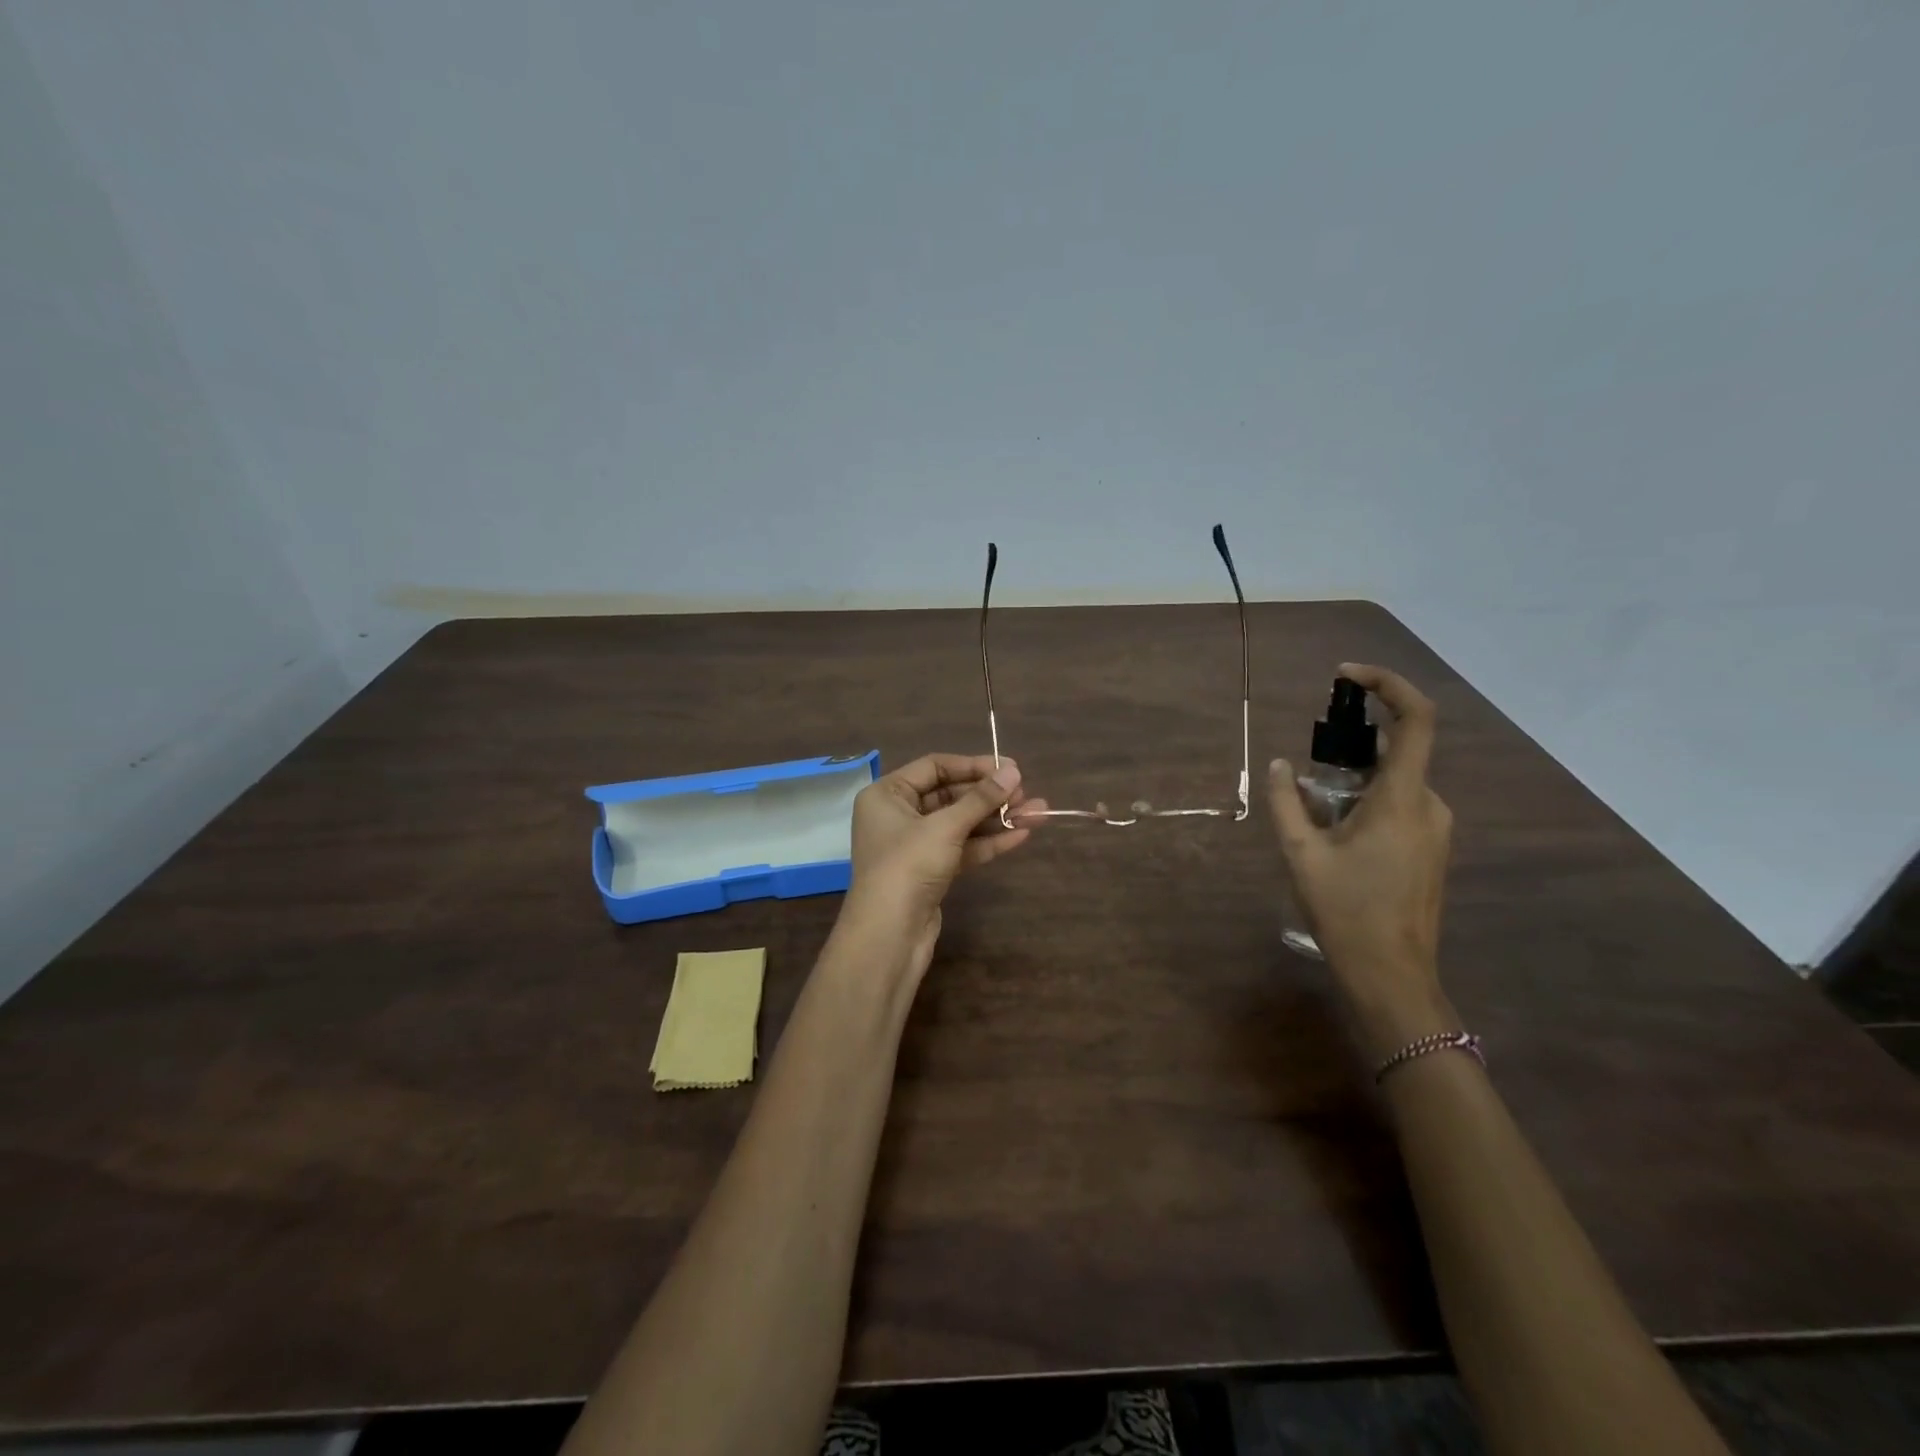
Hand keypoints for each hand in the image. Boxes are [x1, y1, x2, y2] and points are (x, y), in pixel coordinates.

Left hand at [841, 754, 1046, 975]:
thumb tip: (1013, 772)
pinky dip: (989, 842)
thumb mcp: (946, 827)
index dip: (973, 766)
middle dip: (990, 796)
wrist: (890, 935)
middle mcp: (897, 815)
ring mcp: (914, 845)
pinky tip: (1022, 835)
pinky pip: (962, 848)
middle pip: (950, 795)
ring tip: (1038, 814)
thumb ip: (981, 799)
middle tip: (1026, 794)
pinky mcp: (930, 871)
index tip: (1010, 769)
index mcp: (887, 794)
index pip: (934, 767)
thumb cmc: (908, 866)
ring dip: (996, 819)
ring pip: (961, 824)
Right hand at [1267, 664, 1454, 1047]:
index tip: (1346, 676)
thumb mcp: (1302, 853)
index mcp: (1402, 798)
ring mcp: (1435, 827)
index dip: (1387, 685)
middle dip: (1352, 744)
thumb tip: (1278, 765)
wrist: (1391, 973)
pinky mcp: (1431, 847)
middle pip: (1397, 749)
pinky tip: (1336, 829)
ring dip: (1355, 776)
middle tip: (1309, 761)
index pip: (1415, 719)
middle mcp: (1428, 804)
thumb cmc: (1346, 910)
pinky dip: (1367, 797)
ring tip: (1314, 805)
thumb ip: (1286, 802)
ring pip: (1396, 779)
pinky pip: (1400, 803)